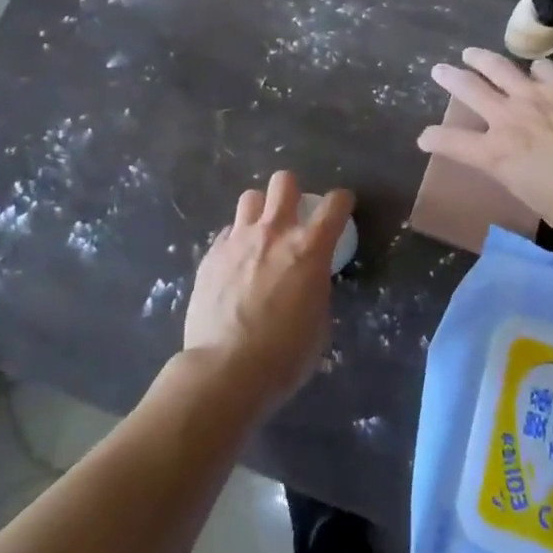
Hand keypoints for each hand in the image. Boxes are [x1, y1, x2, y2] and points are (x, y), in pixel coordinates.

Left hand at [182, 171, 351, 411]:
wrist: (224, 370)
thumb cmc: (283, 356)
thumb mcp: (318, 324)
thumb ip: (315, 290)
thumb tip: (307, 282)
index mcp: (309, 249)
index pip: (334, 205)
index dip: (341, 201)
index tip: (341, 208)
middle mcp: (274, 232)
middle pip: (284, 182)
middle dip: (292, 192)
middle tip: (292, 215)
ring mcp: (238, 240)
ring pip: (250, 197)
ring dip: (260, 210)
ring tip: (259, 233)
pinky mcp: (211, 255)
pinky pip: (227, 233)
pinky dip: (235, 241)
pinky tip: (234, 264)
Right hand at [419, 48, 552, 235]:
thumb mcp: (537, 200)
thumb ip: (520, 177)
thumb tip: (520, 167)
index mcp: (497, 154)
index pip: (452, 143)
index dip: (434, 139)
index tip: (424, 137)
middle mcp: (508, 118)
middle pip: (469, 90)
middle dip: (450, 79)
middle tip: (439, 70)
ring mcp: (535, 94)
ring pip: (498, 67)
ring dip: (481, 59)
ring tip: (471, 53)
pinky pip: (544, 68)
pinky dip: (537, 70)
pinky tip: (538, 70)